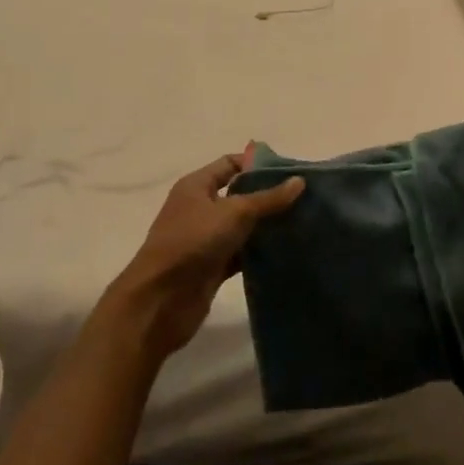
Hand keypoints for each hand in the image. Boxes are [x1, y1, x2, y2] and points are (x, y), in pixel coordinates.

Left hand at [105, 157, 304, 359]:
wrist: (159, 301)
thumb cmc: (192, 242)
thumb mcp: (234, 213)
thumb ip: (268, 198)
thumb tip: (299, 182)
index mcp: (196, 186)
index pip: (230, 164)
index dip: (258, 164)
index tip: (291, 171)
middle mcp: (200, 209)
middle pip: (239, 195)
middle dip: (269, 196)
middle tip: (304, 198)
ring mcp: (205, 240)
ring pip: (242, 227)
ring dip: (267, 226)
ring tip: (303, 223)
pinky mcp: (212, 267)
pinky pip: (241, 254)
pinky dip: (260, 253)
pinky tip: (286, 252)